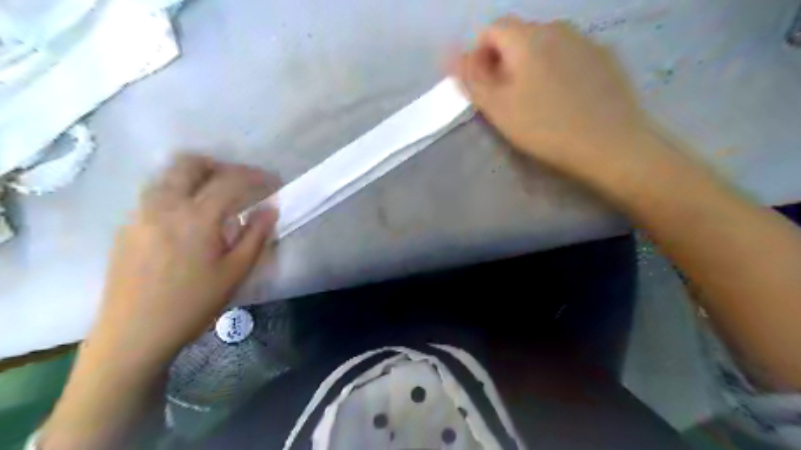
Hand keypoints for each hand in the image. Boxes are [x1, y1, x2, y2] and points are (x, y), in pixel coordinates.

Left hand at [88, 154, 278, 372]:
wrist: (134, 333)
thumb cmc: (193, 304)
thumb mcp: (236, 272)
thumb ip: (256, 235)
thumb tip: (271, 208)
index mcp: (196, 217)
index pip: (230, 180)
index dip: (256, 176)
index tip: (273, 182)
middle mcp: (164, 206)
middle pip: (190, 164)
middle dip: (221, 166)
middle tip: (241, 183)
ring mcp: (140, 214)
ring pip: (168, 175)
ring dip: (197, 176)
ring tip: (216, 196)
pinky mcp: (127, 226)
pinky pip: (155, 194)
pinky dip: (179, 192)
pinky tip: (189, 219)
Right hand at [453, 18, 645, 175]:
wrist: (610, 144)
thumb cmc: (545, 128)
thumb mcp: (498, 108)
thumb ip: (471, 79)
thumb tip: (450, 54)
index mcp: (527, 38)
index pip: (491, 29)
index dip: (480, 55)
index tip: (484, 86)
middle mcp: (557, 27)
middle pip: (518, 35)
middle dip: (504, 61)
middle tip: (507, 98)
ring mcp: (585, 39)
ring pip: (545, 45)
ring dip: (531, 65)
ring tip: (537, 100)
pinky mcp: (606, 56)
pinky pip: (569, 54)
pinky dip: (557, 68)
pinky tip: (565, 98)